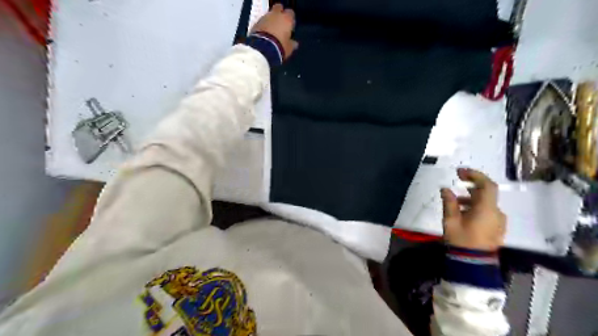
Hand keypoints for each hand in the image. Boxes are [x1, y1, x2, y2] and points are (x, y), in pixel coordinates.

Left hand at [250, 2, 296, 58]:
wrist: (262, 49)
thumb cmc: (280, 47)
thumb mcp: (289, 48)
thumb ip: (292, 44)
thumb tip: (294, 44)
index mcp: (286, 19)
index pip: (291, 13)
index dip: (291, 19)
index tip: (290, 27)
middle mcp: (276, 15)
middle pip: (278, 7)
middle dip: (279, 14)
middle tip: (280, 24)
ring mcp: (264, 17)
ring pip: (269, 14)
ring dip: (270, 20)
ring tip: (271, 31)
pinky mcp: (256, 23)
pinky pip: (261, 22)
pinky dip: (263, 26)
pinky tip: (264, 34)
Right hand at [441, 167, 505, 249]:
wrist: (474, 264)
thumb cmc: (461, 240)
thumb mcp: (450, 221)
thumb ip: (449, 203)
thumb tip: (445, 189)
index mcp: (486, 209)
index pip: (487, 185)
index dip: (475, 175)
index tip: (461, 172)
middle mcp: (496, 212)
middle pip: (487, 193)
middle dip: (472, 184)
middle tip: (458, 179)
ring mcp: (499, 221)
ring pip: (486, 202)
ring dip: (473, 197)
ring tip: (456, 201)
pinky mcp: (497, 228)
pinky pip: (488, 211)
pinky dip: (477, 206)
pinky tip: (464, 212)